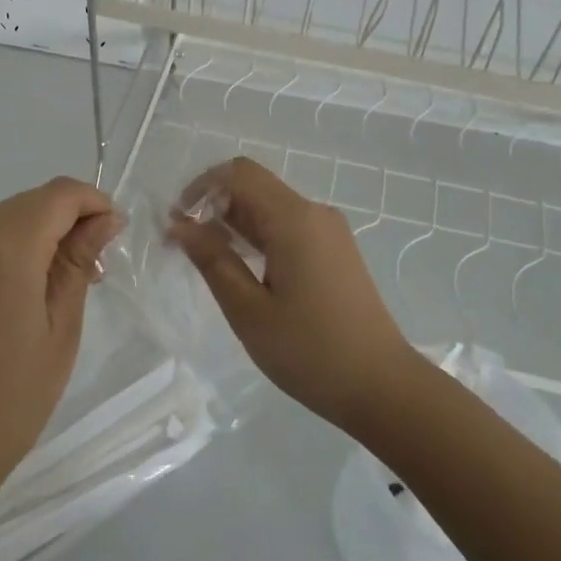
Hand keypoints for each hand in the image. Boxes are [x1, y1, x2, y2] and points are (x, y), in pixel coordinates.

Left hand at [0, 176, 121, 499]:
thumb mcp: (62, 329)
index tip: (112, 231)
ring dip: (30, 237)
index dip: (90, 201)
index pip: (56, 195)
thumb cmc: (14, 397)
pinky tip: (8, 297)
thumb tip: (105, 219)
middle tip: (90, 264)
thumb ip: (79, 263)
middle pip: (24, 205)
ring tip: (51, 284)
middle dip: (62, 220)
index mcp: (4, 251)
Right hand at [169, 157, 421, 430]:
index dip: (201, 187)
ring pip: (270, 208)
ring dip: (234, 224)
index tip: (178, 222)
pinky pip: (288, 228)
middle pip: (254, 187)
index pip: (239, 173)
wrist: (382, 387)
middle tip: (185, 247)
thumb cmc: (310, 351)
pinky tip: (244, 272)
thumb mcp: (248, 309)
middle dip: (214, 206)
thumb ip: (212, 259)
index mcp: (294, 219)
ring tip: (208, 262)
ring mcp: (329, 232)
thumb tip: (181, 224)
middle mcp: (314, 213)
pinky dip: (258, 238)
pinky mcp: (335, 252)